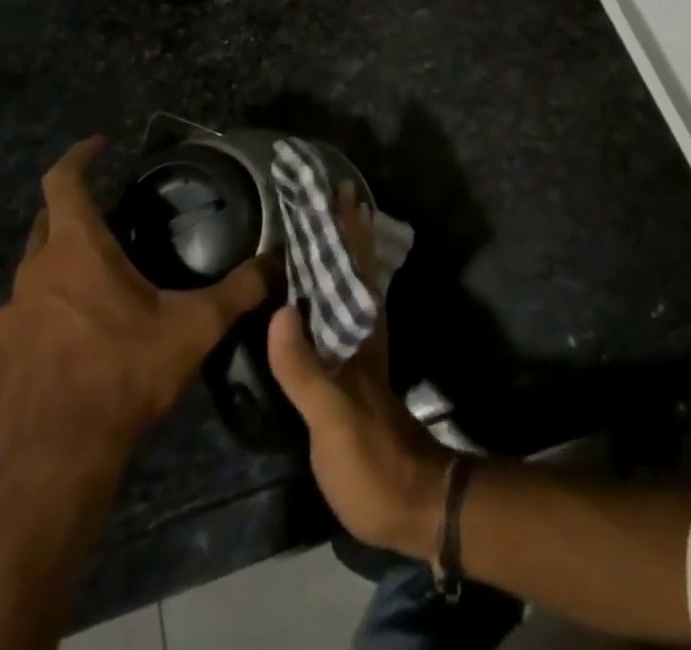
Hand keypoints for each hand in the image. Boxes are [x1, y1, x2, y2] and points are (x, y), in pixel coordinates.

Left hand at [0, 137, 277, 507]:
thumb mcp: (194, 328)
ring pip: (35, 265)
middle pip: (47, 220)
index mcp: (76, 250)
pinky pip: (25, 307)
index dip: (79, 156)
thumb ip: (239, 289)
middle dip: (76, 206)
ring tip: (98, 270)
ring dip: (61, 256)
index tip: (100, 144)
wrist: (58, 462)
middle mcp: (35, 271)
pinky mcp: (2, 350)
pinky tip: (76, 324)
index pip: (63, 181)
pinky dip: (48, 299)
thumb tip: (277, 261)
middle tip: (114, 211)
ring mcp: (11, 313)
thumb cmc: (124, 376)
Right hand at [266, 184, 453, 560]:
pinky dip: (333, 288)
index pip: (353, 265)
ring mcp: (360, 349)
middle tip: (329, 191)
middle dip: (343, 229)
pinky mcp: (353, 372)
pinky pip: (341, 311)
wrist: (410, 502)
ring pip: (350, 285)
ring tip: (327, 222)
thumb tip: (280, 308)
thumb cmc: (370, 458)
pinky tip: (319, 289)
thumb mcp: (332, 417)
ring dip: (341, 251)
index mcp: (360, 330)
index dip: (346, 227)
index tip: (336, 188)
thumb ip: (305, 367)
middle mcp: (363, 330)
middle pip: (354, 268)